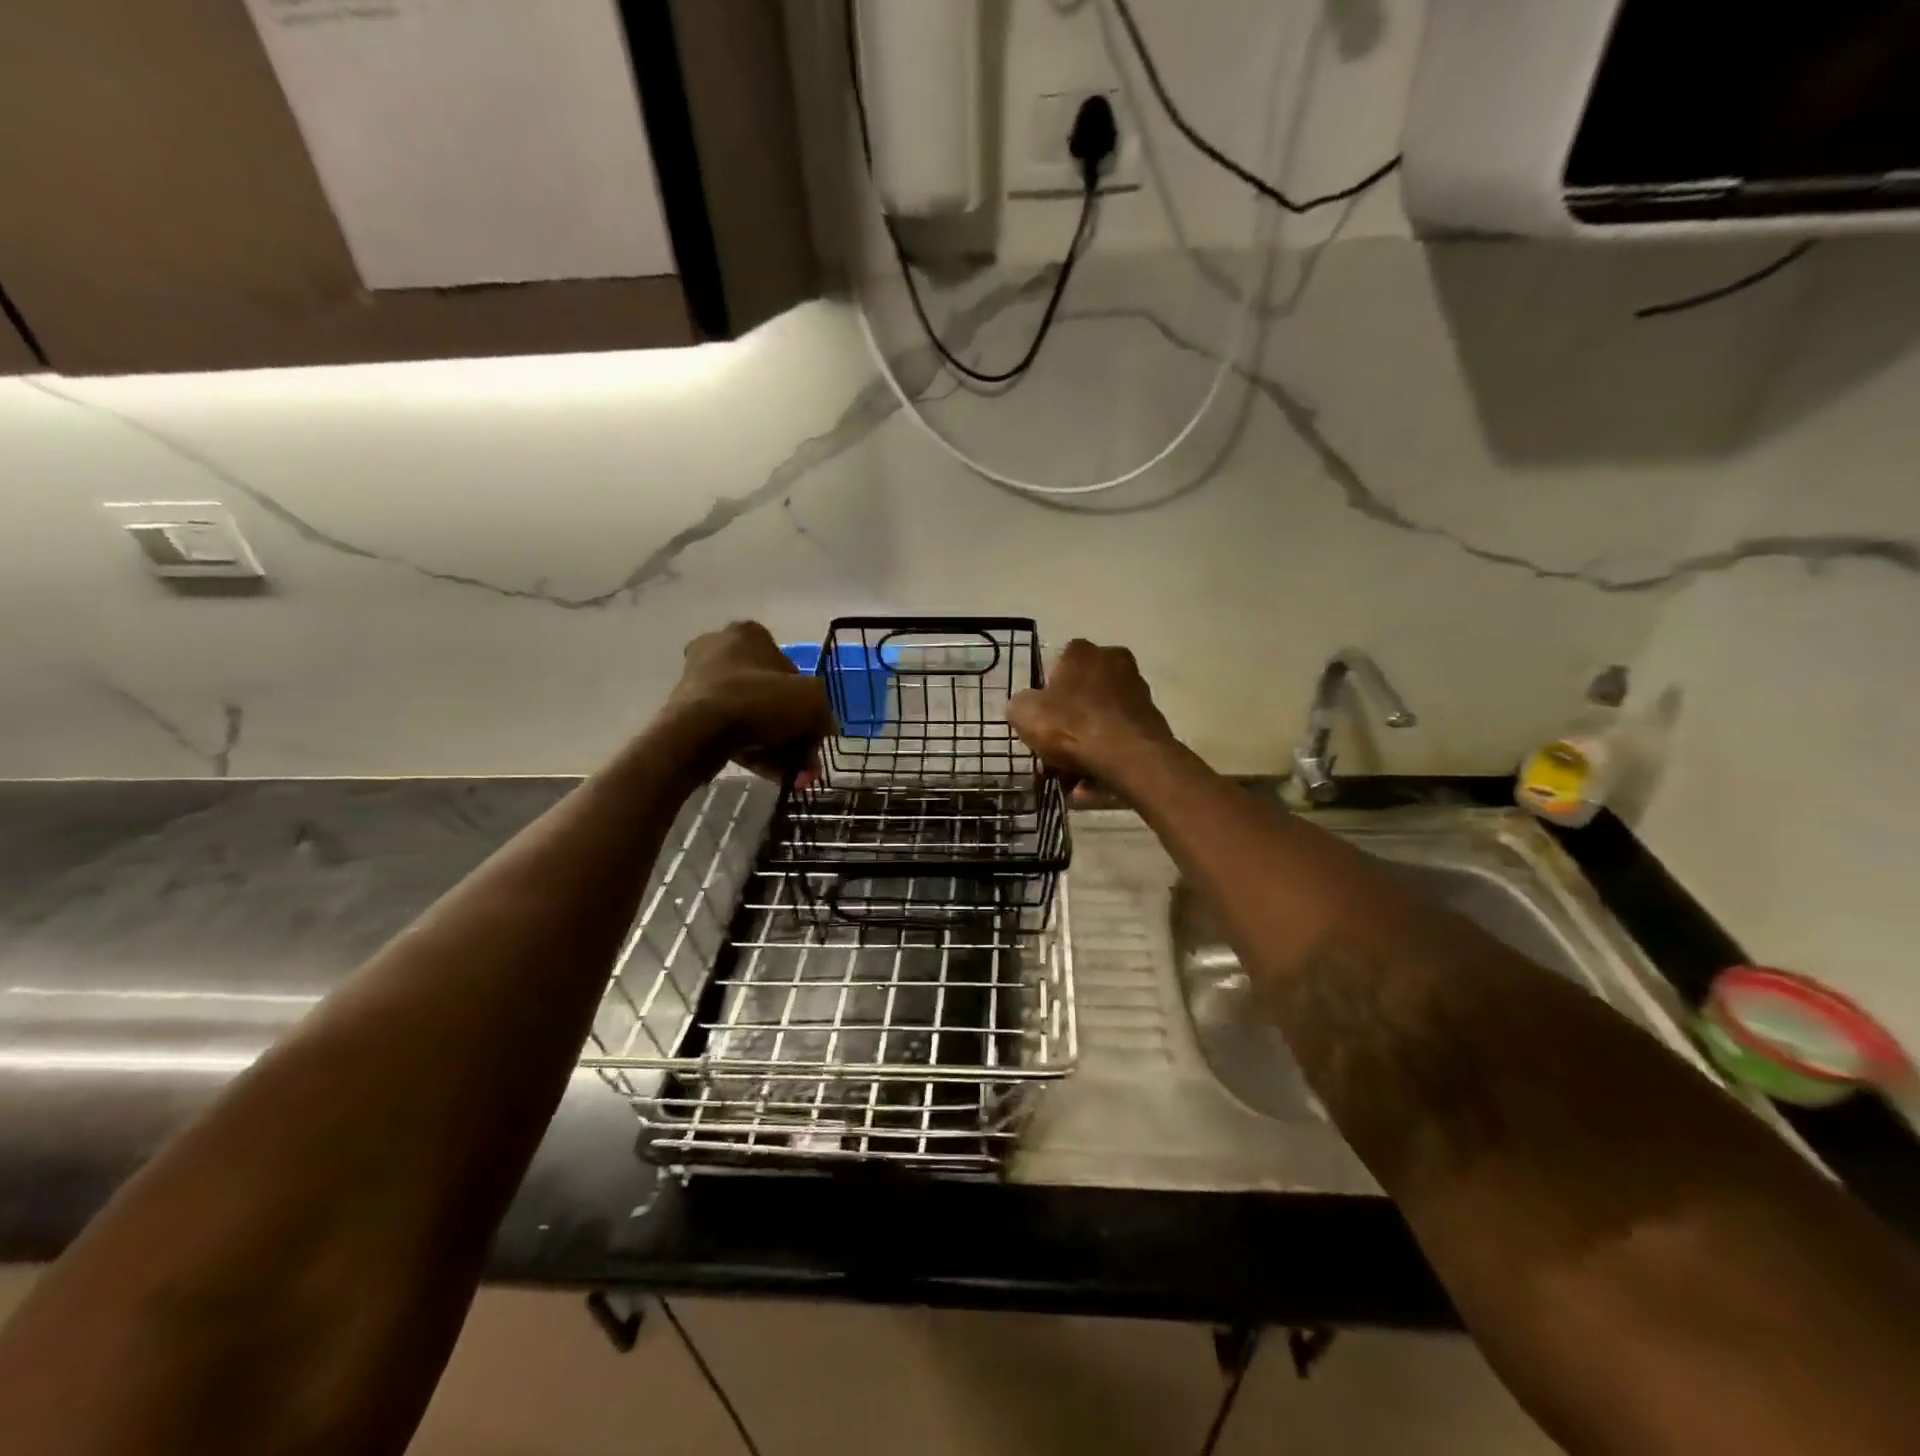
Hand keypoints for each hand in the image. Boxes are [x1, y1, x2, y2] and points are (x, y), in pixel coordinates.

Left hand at [665, 622, 833, 780]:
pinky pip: (732, 731)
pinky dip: (755, 751)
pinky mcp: (689, 713)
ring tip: (793, 775)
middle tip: (805, 759)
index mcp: (748, 634)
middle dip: (793, 731)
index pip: (790, 669)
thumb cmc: (757, 701)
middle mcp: (720, 650)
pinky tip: (774, 775)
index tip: (814, 730)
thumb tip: (821, 728)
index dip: (808, 703)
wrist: (697, 732)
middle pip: (771, 697)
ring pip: (753, 717)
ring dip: (778, 746)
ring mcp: (701, 682)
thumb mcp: (811, 700)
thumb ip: (824, 712)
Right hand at [1007, 640, 1175, 789]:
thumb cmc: (1072, 726)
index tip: (1039, 722)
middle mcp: (1114, 662)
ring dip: (1084, 747)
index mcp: (1082, 652)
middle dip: (1065, 726)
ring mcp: (1137, 691)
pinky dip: (1104, 757)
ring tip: (1071, 779)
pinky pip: (1117, 739)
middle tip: (1051, 756)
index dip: (1044, 696)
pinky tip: (1091, 783)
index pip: (1057, 666)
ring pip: (1099, 720)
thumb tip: (1025, 707)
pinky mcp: (1152, 720)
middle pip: (1080, 696)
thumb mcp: (1025, 714)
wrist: (1130, 757)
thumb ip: (1020, 705)